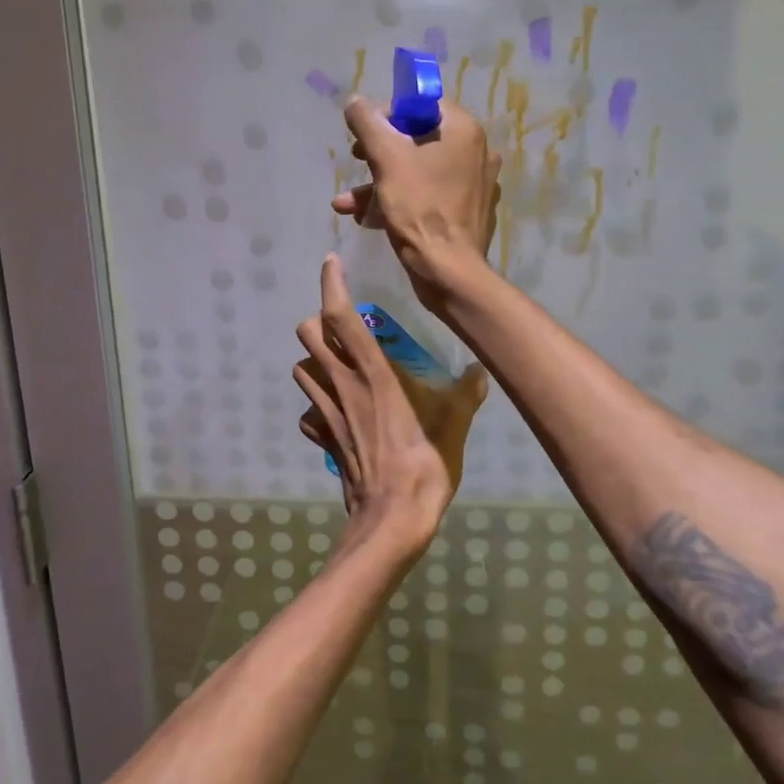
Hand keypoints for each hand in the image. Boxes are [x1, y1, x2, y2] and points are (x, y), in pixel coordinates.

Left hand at [293, 256, 487, 560]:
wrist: (391, 520)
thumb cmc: (423, 466)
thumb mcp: (453, 426)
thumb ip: (465, 395)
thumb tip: (482, 370)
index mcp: (373, 373)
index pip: (341, 317)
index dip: (331, 285)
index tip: (330, 263)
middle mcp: (342, 384)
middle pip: (308, 335)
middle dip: (317, 321)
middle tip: (340, 323)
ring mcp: (327, 412)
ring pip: (302, 370)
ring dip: (313, 360)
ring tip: (337, 363)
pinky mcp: (323, 438)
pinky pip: (309, 413)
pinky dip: (315, 406)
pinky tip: (335, 413)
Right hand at [331, 98, 500, 312]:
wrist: (448, 270)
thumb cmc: (419, 208)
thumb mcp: (386, 158)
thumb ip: (367, 123)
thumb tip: (355, 102)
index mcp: (463, 131)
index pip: (422, 105)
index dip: (388, 116)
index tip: (365, 136)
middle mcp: (476, 152)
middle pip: (418, 139)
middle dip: (378, 154)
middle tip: (355, 162)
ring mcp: (474, 184)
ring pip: (418, 171)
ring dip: (379, 183)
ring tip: (345, 203)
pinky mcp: (467, 212)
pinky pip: (429, 196)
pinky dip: (399, 201)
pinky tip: (366, 218)